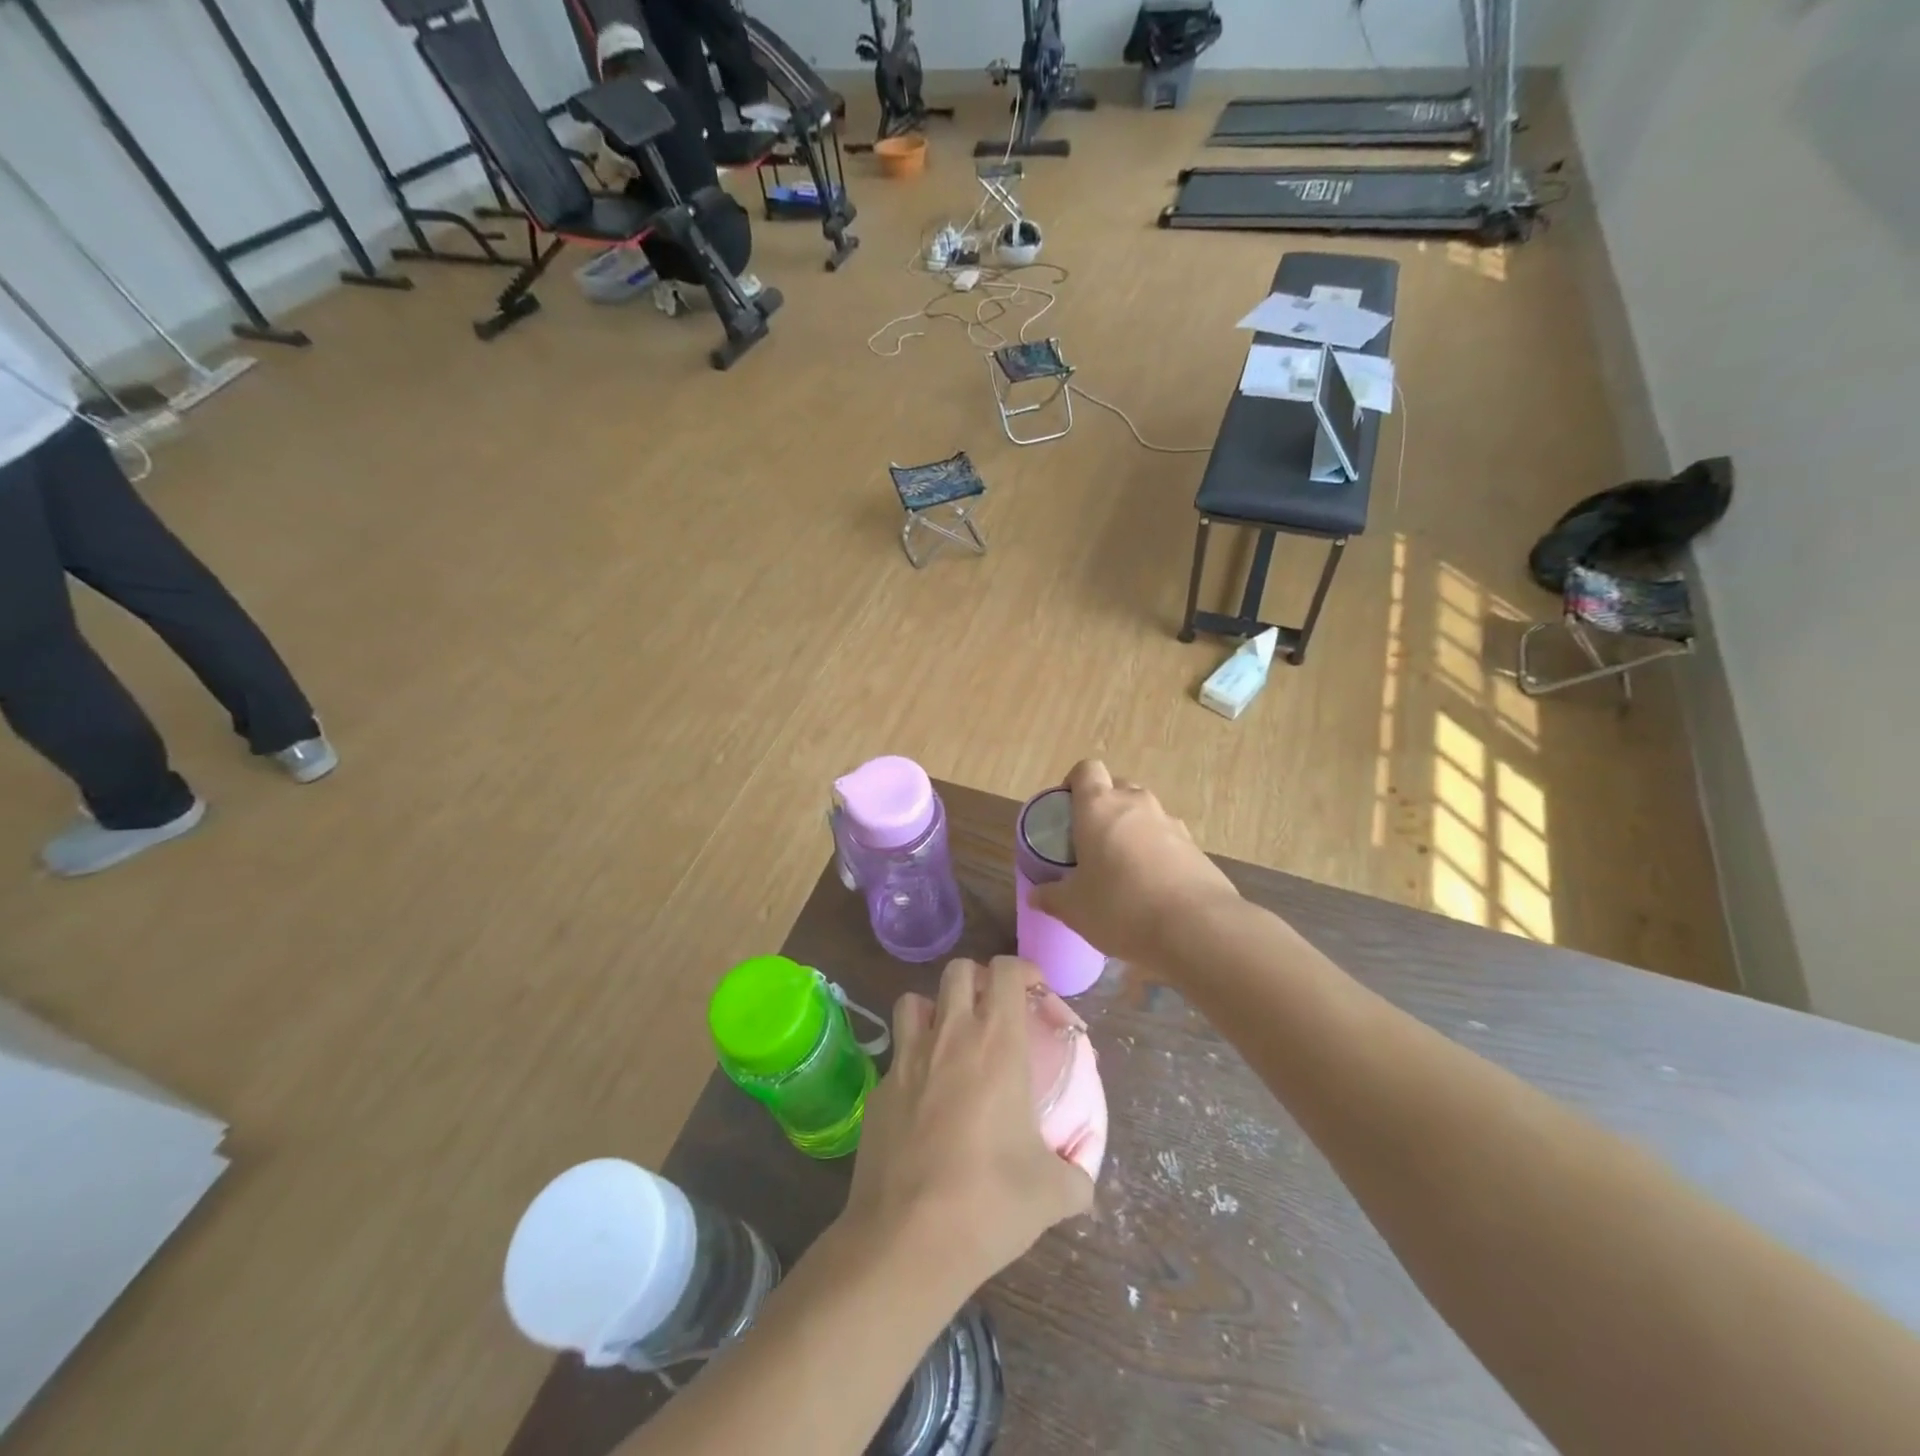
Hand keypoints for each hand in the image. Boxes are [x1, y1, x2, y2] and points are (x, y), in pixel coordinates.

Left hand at [842, 957, 1093, 1297]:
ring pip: (914, 1000)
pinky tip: (923, 1098)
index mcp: (997, 1044)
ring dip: (935, 1008)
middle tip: (994, 1012)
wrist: (905, 1240)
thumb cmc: (988, 1203)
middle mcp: (949, 1036)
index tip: (1036, 993)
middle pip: (958, 970)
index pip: (1006, 971)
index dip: (1024, 970)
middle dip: (978, 979)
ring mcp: (906, 1059)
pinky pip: (895, 1053)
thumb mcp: (1052, 1194)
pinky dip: (911, 1058)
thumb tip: (1085, 1181)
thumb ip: (1077, 1176)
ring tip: (951, 1039)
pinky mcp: (878, 1089)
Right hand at [1028, 760, 1239, 966]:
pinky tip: (1152, 886)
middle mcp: (1136, 804)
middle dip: (1103, 806)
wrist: (1197, 928)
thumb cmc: (1121, 907)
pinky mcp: (1196, 847)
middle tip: (1091, 840)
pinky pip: (1167, 838)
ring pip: (1144, 813)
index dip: (1074, 782)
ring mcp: (1171, 823)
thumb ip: (1052, 897)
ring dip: (1131, 829)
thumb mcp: (1074, 909)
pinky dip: (1156, 851)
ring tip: (1122, 866)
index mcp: (1099, 807)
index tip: (1066, 807)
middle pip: (1117, 787)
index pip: (1086, 770)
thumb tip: (1035, 895)